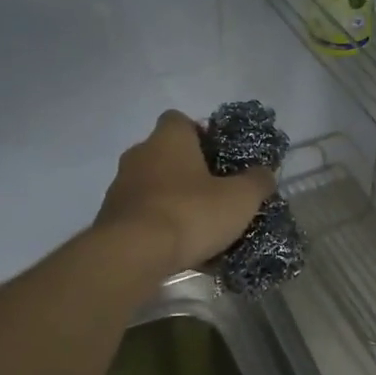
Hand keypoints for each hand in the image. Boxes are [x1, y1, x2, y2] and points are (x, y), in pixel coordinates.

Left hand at [96, 111, 276, 272]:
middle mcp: (139, 154)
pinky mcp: (110, 219)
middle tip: (214, 194)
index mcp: (169, 138)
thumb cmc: (190, 213)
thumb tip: (265, 172)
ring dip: (172, 200)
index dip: (200, 134)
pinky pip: (142, 215)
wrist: (132, 254)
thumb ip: (257, 182)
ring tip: (198, 227)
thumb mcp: (240, 198)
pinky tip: (178, 248)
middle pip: (166, 154)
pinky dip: (158, 226)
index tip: (219, 157)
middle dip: (188, 171)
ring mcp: (120, 187)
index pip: (180, 120)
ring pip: (153, 186)